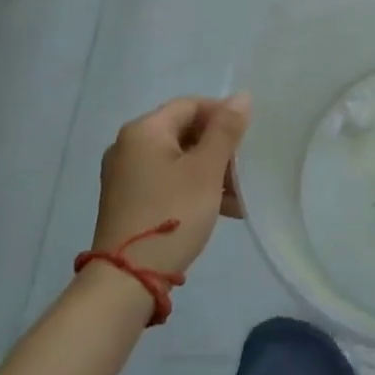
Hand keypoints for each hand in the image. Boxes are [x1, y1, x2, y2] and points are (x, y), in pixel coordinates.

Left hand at [93, 93, 251, 279]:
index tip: (248, 137)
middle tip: (245, 169)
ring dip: (211, 171)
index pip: (190, 105)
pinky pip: (168, 180)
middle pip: (185, 132)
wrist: (126, 279)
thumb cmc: (172, 213)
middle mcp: (129, 146)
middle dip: (220, 149)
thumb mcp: (206, 169)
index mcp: (144, 130)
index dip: (222, 115)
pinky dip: (194, 187)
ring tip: (240, 196)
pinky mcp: (129, 200)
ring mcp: (126, 175)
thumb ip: (226, 130)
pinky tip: (222, 209)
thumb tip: (242, 96)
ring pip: (179, 159)